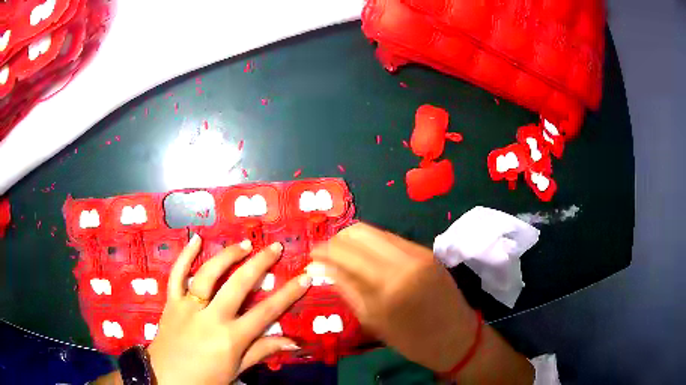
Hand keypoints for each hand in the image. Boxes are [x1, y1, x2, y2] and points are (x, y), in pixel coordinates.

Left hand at [146, 235, 311, 384]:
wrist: (165, 379)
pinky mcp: (171, 302)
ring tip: (244, 244)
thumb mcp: (236, 370)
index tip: (304, 277)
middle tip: (274, 248)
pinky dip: (185, 256)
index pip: (267, 312)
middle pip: (239, 285)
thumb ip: (262, 351)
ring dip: (227, 256)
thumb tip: (293, 342)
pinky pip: (176, 275)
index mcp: (230, 338)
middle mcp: (211, 317)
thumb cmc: (205, 379)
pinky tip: (196, 239)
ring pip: (209, 274)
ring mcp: (188, 307)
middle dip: (260, 263)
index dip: (288, 294)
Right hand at [310, 223, 478, 372]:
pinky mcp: (426, 251)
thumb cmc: (411, 339)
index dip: (324, 250)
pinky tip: (366, 257)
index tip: (311, 255)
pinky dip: (372, 244)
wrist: (455, 337)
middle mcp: (404, 259)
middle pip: (360, 231)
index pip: (346, 252)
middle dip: (337, 239)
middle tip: (326, 255)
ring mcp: (418, 251)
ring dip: (354, 239)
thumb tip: (320, 266)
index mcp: (389, 283)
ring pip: (375, 231)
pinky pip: (391, 238)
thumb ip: (346, 288)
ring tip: (342, 255)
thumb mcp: (372, 320)